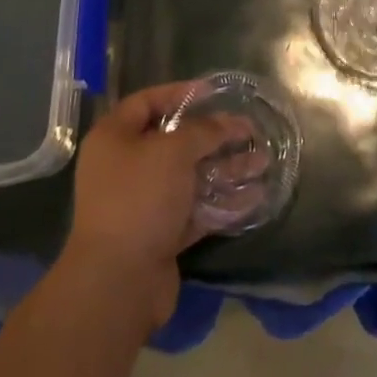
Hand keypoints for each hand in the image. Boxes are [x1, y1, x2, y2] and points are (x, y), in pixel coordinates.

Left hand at [62, 81, 240, 327]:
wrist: (118, 283)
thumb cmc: (140, 198)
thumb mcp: (173, 151)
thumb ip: (203, 131)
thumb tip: (228, 123)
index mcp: (113, 138)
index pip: (147, 102)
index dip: (180, 93)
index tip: (213, 93)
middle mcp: (124, 167)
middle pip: (173, 142)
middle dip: (213, 136)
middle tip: (248, 129)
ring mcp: (142, 204)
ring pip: (189, 177)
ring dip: (224, 169)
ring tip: (262, 161)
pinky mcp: (159, 236)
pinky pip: (194, 210)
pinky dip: (221, 202)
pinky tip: (254, 196)